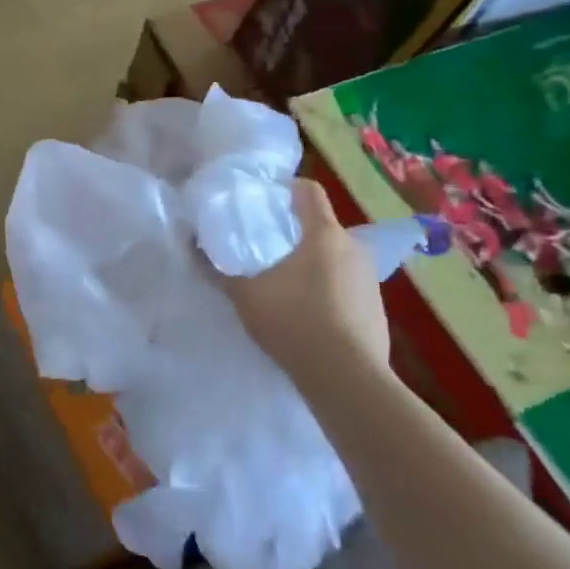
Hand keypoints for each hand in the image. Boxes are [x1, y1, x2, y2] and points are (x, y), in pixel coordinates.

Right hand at [224, 178, 390, 378]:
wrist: (347, 379)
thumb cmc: (294, 323)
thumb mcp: (246, 295)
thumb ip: (218, 269)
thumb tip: (192, 246)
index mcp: (323, 234)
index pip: (308, 191)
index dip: (284, 190)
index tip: (263, 203)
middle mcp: (353, 248)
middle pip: (321, 225)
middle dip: (295, 232)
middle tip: (265, 248)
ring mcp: (370, 278)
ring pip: (335, 256)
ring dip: (313, 262)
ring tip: (285, 283)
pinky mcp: (377, 307)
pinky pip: (347, 284)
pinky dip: (328, 289)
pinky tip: (308, 313)